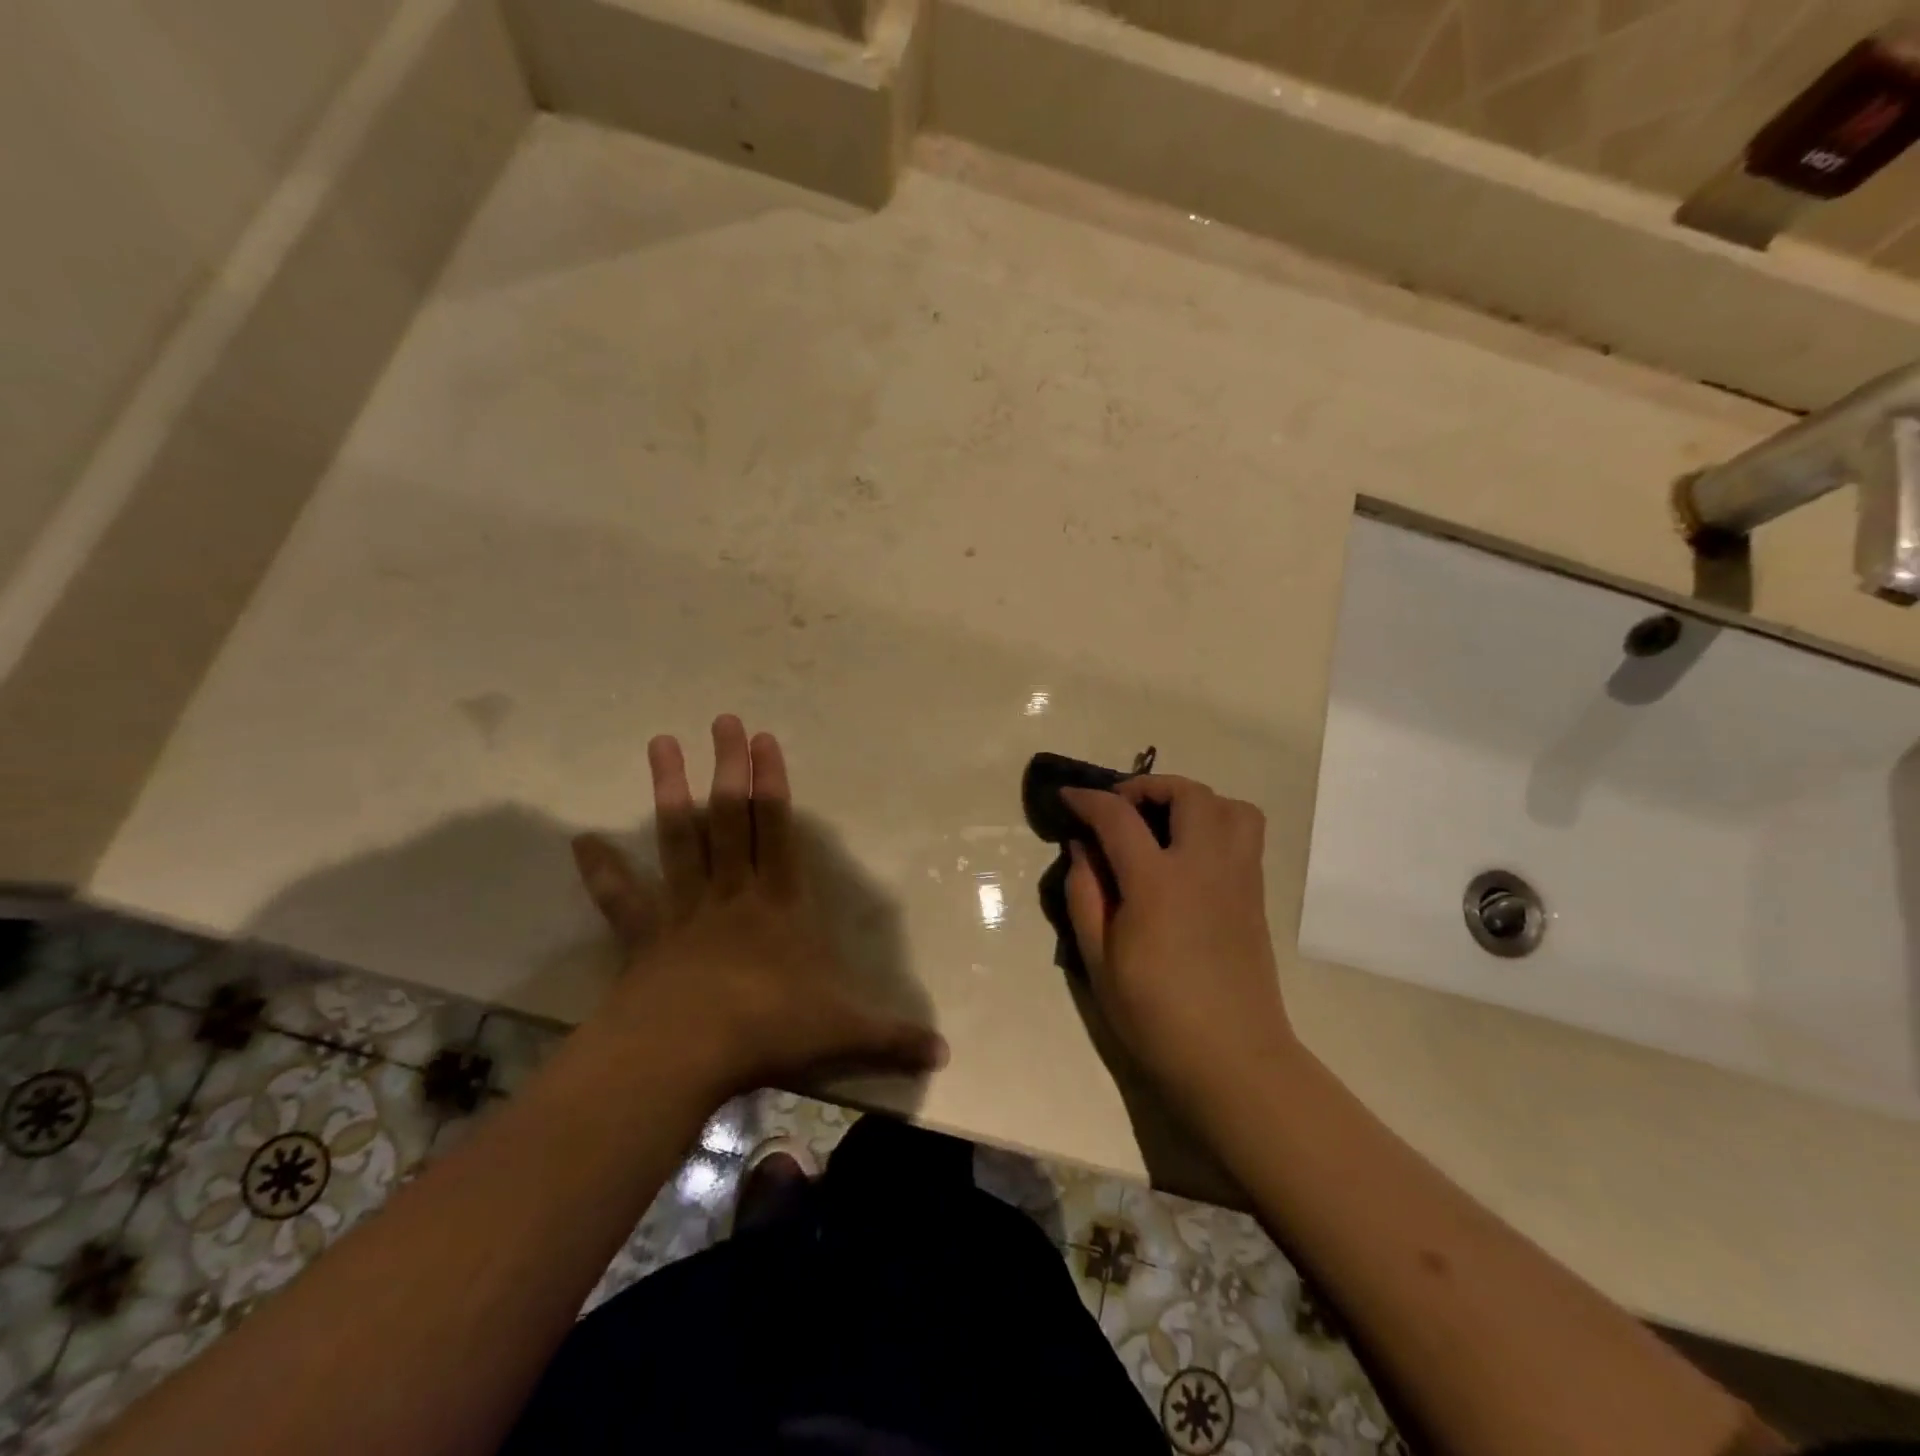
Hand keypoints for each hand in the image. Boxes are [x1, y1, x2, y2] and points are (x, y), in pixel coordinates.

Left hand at [571, 715, 945, 1098]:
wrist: (686, 1054)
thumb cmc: (770, 1028)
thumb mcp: (845, 1033)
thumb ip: (894, 1037)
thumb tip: (947, 1053)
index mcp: (779, 904)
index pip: (778, 831)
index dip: (772, 784)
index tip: (764, 740)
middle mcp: (732, 894)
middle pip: (729, 819)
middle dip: (728, 768)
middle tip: (722, 720)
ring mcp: (684, 911)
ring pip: (679, 840)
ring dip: (670, 791)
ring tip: (661, 743)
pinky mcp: (645, 939)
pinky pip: (623, 899)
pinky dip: (603, 871)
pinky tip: (580, 842)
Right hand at [1061, 776, 1295, 1108]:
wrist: (1233, 1059)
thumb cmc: (1155, 1015)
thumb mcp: (1098, 961)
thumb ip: (1084, 895)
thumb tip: (1082, 848)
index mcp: (1158, 883)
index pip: (1118, 818)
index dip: (1088, 800)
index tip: (1067, 797)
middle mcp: (1204, 866)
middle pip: (1186, 793)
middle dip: (1146, 787)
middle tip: (1120, 809)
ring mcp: (1238, 877)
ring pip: (1228, 805)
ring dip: (1191, 799)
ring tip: (1163, 824)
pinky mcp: (1255, 893)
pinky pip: (1245, 832)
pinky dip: (1216, 821)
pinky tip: (1189, 853)